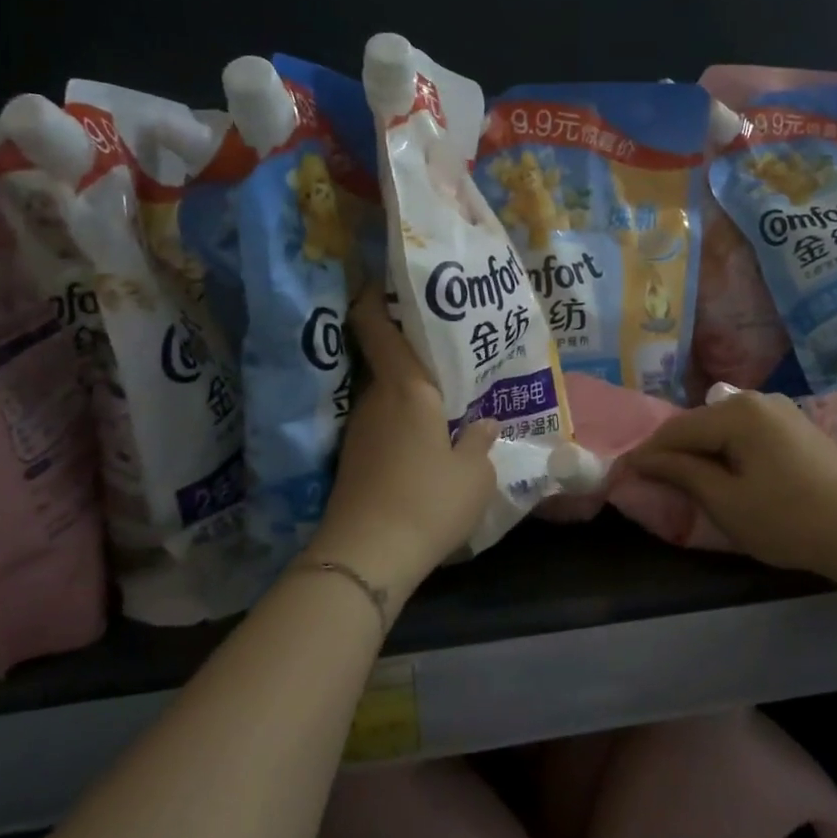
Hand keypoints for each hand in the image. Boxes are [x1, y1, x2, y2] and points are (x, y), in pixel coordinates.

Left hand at [308, 288, 497, 610]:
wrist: (367, 556)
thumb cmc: (429, 502)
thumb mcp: (475, 475)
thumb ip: (481, 442)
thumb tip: (483, 424)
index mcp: (407, 389)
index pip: (377, 327)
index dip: (375, 298)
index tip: (385, 281)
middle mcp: (376, 400)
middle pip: (388, 361)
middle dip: (412, 352)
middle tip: (447, 350)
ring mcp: (359, 431)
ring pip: (386, 396)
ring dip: (410, 393)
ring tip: (445, 398)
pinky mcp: (353, 460)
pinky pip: (382, 425)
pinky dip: (401, 422)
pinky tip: (424, 441)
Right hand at [624, 387, 836, 578]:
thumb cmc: (788, 519)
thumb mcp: (726, 501)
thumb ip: (682, 473)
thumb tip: (645, 459)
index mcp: (737, 412)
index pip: (677, 430)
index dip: (647, 453)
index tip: (621, 474)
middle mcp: (758, 400)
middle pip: (700, 423)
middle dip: (673, 451)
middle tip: (650, 478)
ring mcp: (782, 411)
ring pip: (723, 427)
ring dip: (701, 451)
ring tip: (683, 479)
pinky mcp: (798, 428)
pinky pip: (747, 433)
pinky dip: (727, 451)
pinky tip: (724, 473)